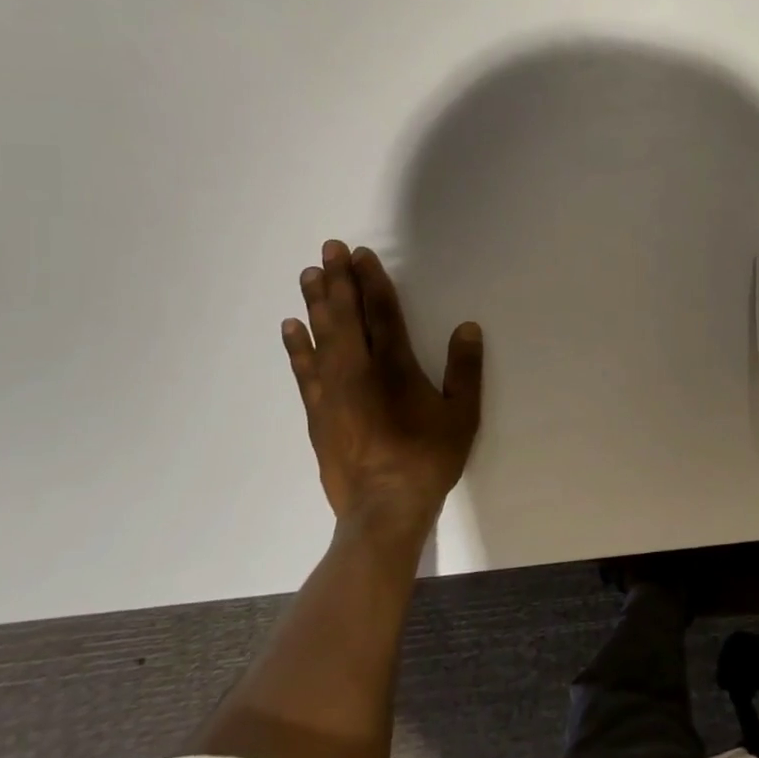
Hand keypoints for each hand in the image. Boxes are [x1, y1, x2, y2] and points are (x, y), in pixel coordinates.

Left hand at [281, 239, 483, 544]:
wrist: (383, 508)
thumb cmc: (428, 458)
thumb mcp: (462, 415)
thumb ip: (465, 370)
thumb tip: (467, 328)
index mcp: (395, 367)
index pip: (382, 313)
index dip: (372, 281)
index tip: (360, 255)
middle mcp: (358, 371)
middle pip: (345, 316)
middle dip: (339, 280)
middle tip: (328, 249)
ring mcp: (332, 391)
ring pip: (321, 337)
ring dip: (315, 303)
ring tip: (309, 275)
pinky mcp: (317, 413)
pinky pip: (303, 370)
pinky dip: (296, 346)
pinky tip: (290, 327)